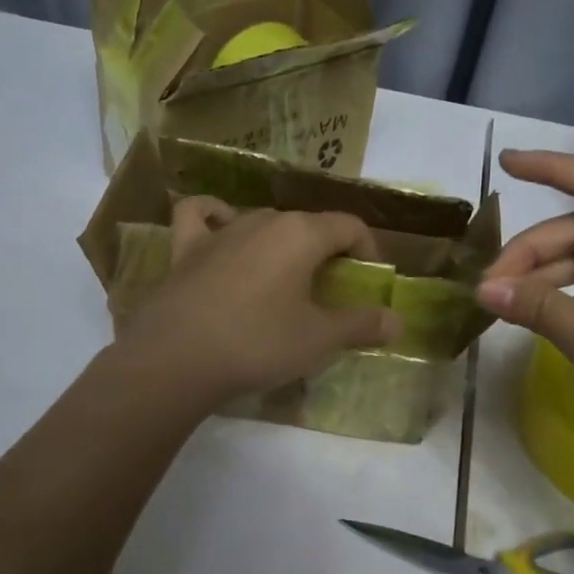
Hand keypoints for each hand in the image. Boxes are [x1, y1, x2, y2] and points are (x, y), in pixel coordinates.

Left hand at [116, 197, 400, 406]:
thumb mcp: (319, 339)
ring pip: (262, 221)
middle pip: (307, 225)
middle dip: (327, 251)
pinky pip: (200, 216)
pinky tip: (221, 229)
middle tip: (331, 291)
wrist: (176, 358)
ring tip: (285, 277)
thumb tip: (397, 321)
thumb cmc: (257, 343)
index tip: (370, 280)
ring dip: (282, 242)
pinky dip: (214, 216)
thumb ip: (361, 325)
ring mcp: (220, 230)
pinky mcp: (185, 248)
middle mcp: (262, 219)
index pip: (349, 226)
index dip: (368, 250)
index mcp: (301, 233)